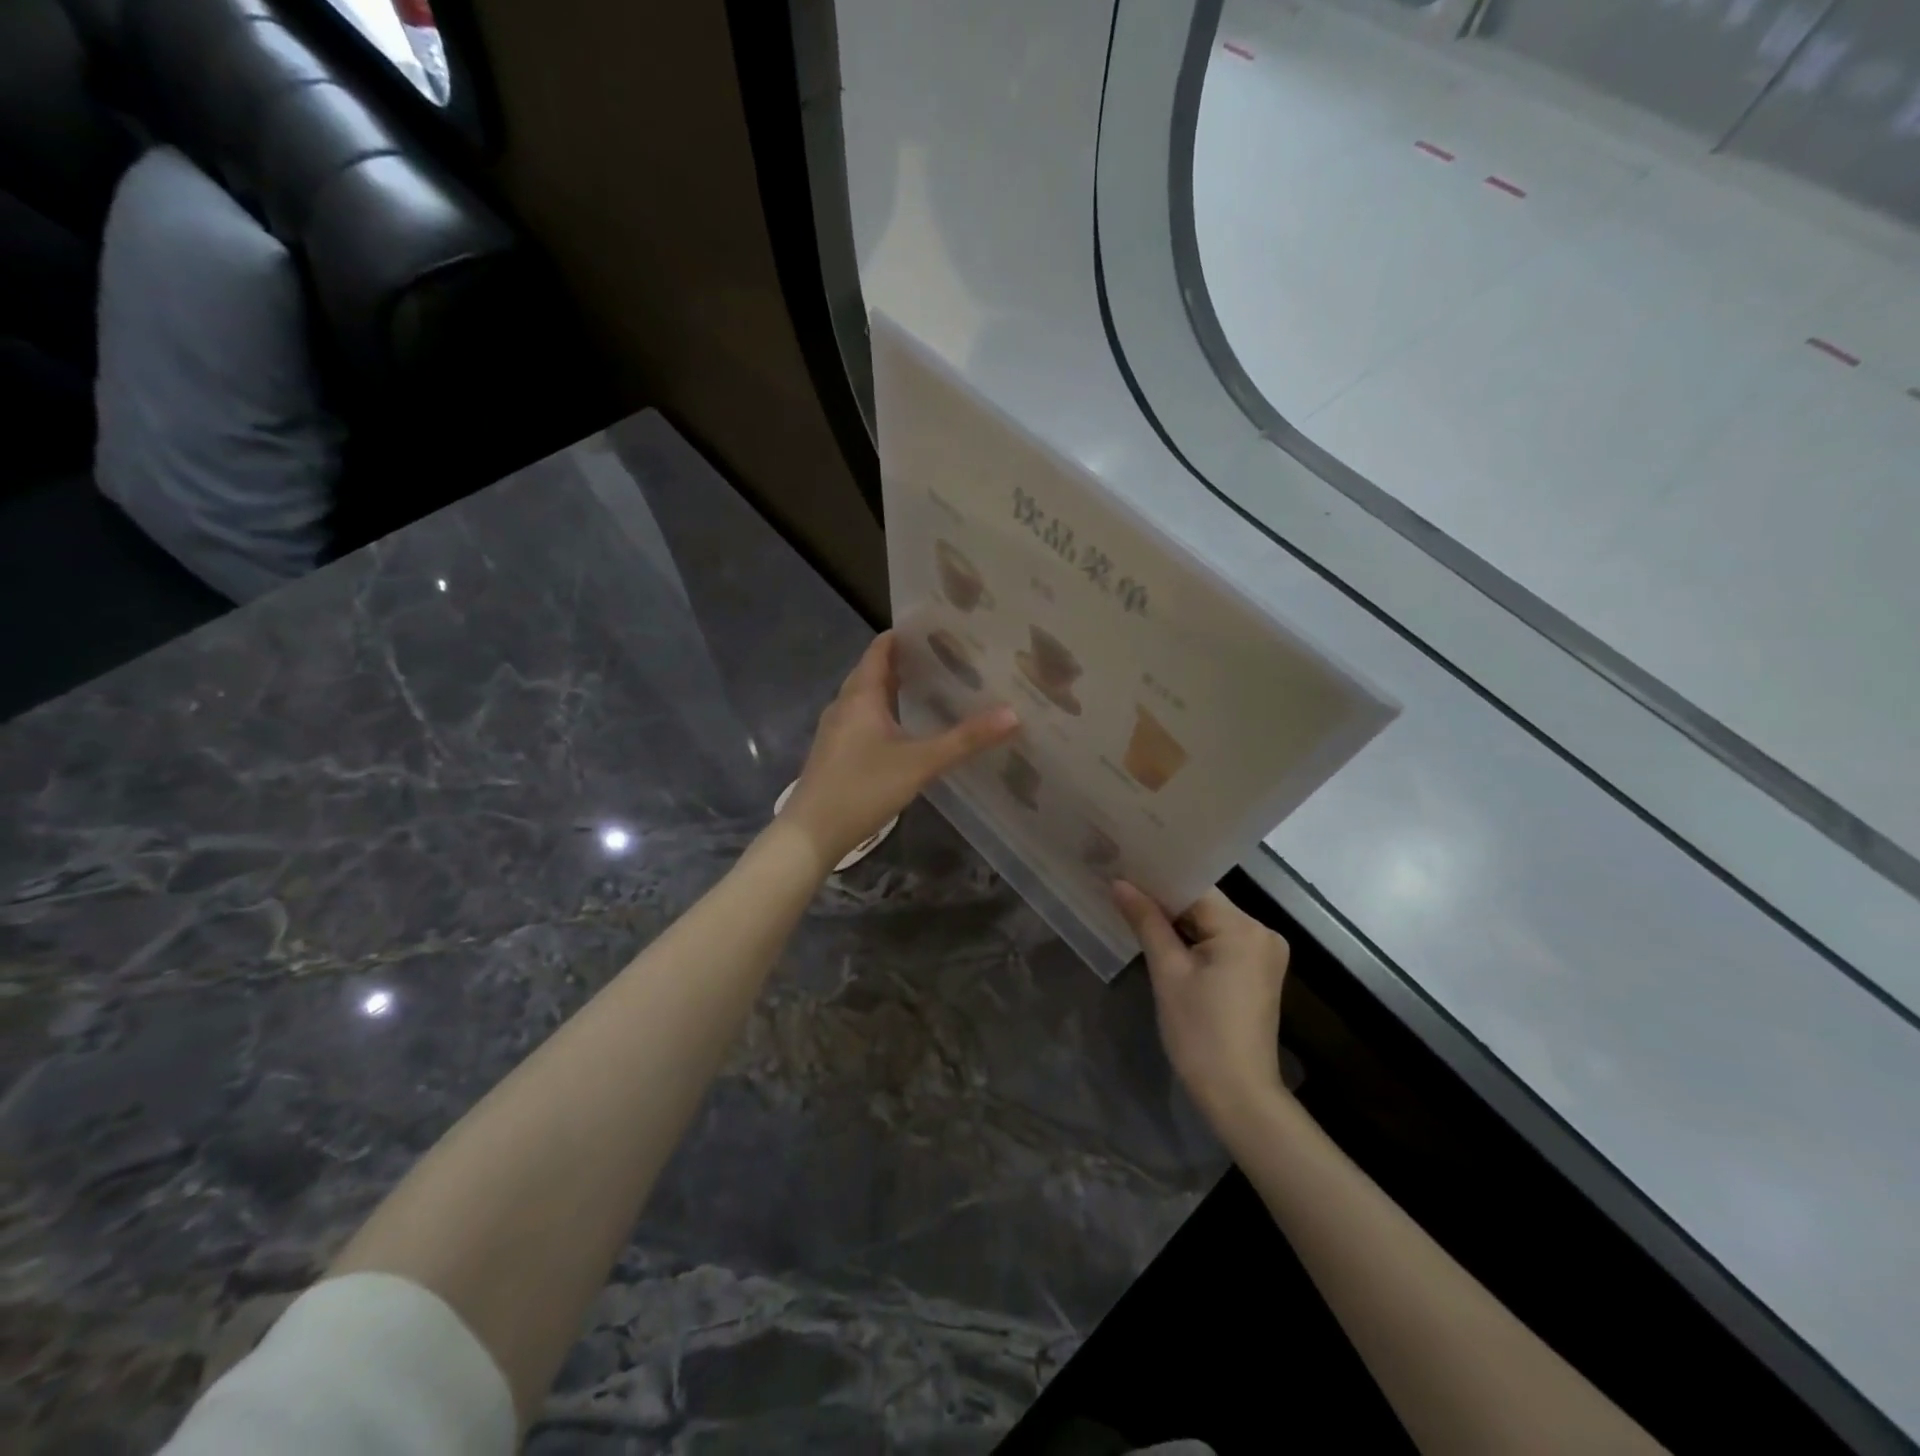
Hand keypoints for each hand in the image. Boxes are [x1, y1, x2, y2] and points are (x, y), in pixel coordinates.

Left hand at [781, 631, 1017, 870]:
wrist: (811, 833)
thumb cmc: (863, 788)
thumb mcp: (920, 763)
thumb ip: (965, 740)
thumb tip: (1013, 714)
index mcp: (860, 696)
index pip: (879, 650)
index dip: (903, 636)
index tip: (935, 628)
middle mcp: (844, 705)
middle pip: (873, 671)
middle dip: (903, 661)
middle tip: (943, 658)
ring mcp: (835, 730)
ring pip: (866, 697)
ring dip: (893, 688)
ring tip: (930, 688)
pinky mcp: (834, 752)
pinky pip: (861, 719)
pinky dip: (883, 712)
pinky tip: (904, 729)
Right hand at [1114, 882, 1289, 1131]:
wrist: (1238, 1095)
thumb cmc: (1199, 1032)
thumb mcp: (1167, 972)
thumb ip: (1146, 921)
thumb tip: (1119, 883)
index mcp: (1244, 928)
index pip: (1194, 888)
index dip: (1157, 880)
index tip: (1123, 871)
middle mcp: (1262, 932)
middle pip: (1204, 903)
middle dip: (1165, 901)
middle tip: (1122, 890)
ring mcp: (1264, 953)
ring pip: (1211, 922)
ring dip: (1178, 921)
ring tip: (1134, 910)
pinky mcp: (1258, 971)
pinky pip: (1221, 941)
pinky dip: (1194, 940)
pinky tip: (1164, 939)